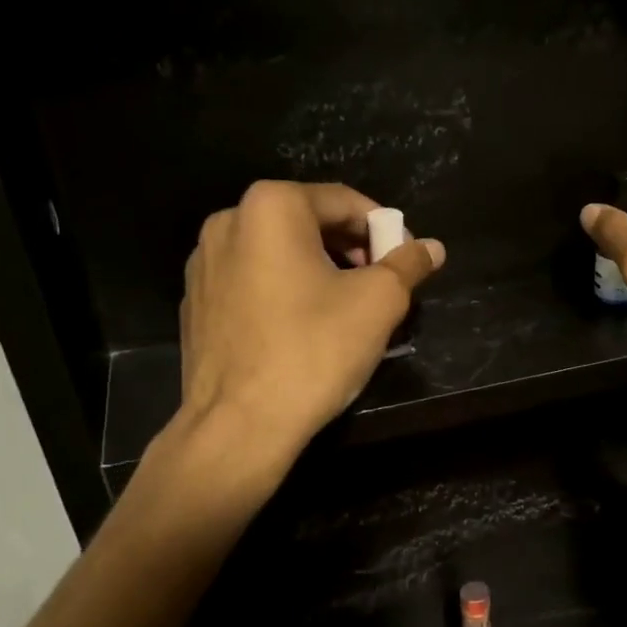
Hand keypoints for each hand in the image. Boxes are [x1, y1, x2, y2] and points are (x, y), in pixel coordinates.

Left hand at [174, 181, 444, 457]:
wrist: (239, 425)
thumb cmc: (314, 351)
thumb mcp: (379, 304)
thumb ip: (408, 265)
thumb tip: (432, 248)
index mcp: (270, 207)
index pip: (344, 201)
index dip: (384, 229)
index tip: (405, 261)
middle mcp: (228, 222)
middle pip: (307, 223)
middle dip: (350, 250)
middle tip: (379, 286)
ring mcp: (203, 264)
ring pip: (278, 254)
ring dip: (318, 271)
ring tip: (345, 310)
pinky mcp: (195, 303)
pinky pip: (252, 283)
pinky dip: (283, 292)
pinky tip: (302, 331)